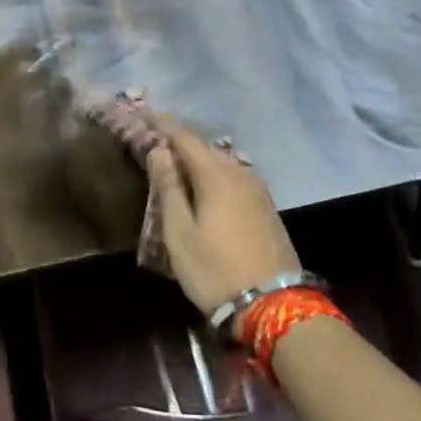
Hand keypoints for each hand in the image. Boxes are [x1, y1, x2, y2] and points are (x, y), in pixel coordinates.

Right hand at [148, 125, 300, 316]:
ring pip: (223, 164)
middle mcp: (240, 173)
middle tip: (158, 143)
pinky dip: (216, 176)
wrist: (273, 305)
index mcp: (216, 175)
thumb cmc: (215, 269)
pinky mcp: (267, 208)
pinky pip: (235, 179)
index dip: (165, 126)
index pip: (186, 138)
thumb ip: (168, 188)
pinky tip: (206, 189)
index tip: (147, 115)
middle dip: (182, 143)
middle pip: (206, 149)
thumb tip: (159, 150)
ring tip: (178, 165)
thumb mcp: (180, 233)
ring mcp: (258, 190)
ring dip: (200, 161)